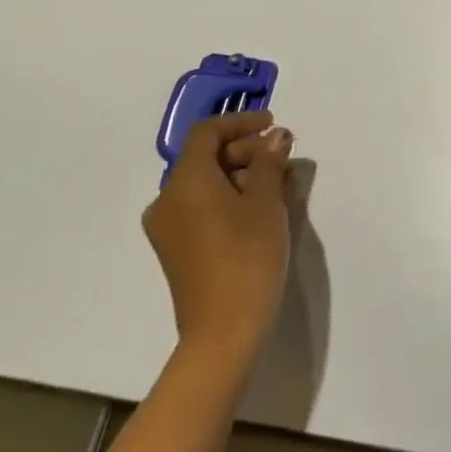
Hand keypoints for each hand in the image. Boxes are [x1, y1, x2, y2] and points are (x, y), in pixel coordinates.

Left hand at [142, 113, 296, 364]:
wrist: (224, 329)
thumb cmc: (247, 255)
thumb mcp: (266, 201)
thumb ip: (269, 161)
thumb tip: (275, 135)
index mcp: (184, 182)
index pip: (207, 133)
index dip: (241, 122)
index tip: (274, 124)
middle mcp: (167, 200)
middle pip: (205, 158)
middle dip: (246, 150)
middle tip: (283, 157)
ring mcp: (169, 228)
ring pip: (206, 184)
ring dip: (242, 174)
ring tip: (280, 184)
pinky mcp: (178, 250)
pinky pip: (202, 207)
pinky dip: (230, 197)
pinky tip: (261, 208)